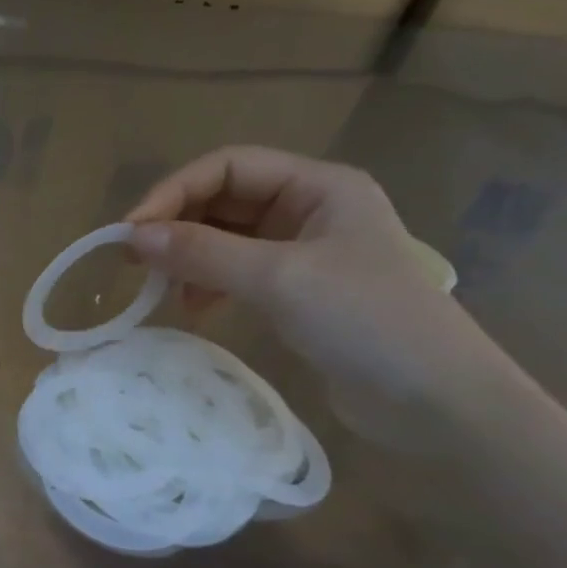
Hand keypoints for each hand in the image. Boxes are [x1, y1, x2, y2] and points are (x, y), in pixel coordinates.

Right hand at [125, 146, 497, 421]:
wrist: (435, 400)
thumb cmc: (365, 320)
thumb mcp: (278, 278)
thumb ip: (203, 253)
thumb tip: (131, 236)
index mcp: (318, 186)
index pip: (229, 166)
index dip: (174, 191)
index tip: (131, 231)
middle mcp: (309, 209)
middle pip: (224, 199)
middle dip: (178, 224)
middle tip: (133, 260)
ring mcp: (303, 251)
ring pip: (225, 237)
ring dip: (189, 256)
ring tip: (161, 288)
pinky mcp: (296, 291)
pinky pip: (236, 271)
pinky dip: (208, 283)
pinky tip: (195, 308)